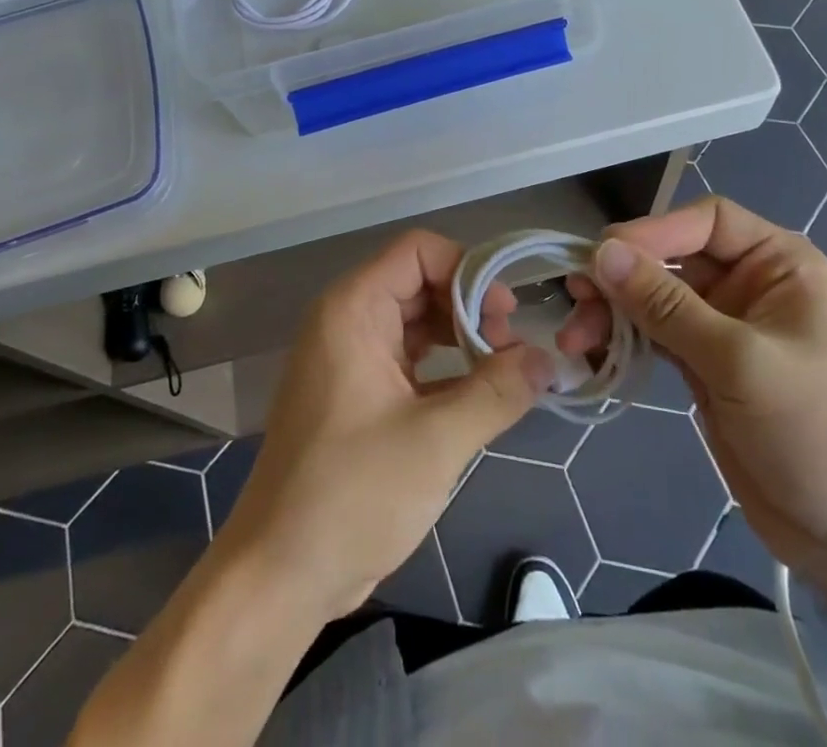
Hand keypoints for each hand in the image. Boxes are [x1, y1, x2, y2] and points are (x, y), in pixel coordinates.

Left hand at [214, 230, 554, 621]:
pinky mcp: (357, 391)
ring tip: (504, 370)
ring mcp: (351, 356)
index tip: (506, 314)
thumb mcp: (436, 441)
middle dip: (471, 306)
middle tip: (512, 347)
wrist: (279, 575)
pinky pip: (409, 356)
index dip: (468, 269)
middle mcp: (348, 319)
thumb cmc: (351, 495)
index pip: (419, 250)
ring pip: (418, 320)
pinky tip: (480, 392)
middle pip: (421, 282)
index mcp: (354, 309)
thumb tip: (548, 359)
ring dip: (462, 337)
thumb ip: (497, 391)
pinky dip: (446, 366)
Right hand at [558, 196, 826, 583]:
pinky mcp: (705, 366)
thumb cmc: (818, 432)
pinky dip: (625, 341)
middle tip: (575, 296)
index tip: (604, 254)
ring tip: (575, 337)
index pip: (708, 222)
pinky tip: (593, 353)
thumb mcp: (741, 361)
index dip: (656, 231)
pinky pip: (655, 336)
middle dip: (623, 276)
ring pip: (655, 299)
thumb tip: (601, 252)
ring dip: (614, 311)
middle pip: (672, 259)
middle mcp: (750, 286)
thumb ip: (666, 306)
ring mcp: (725, 328)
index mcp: (780, 265)